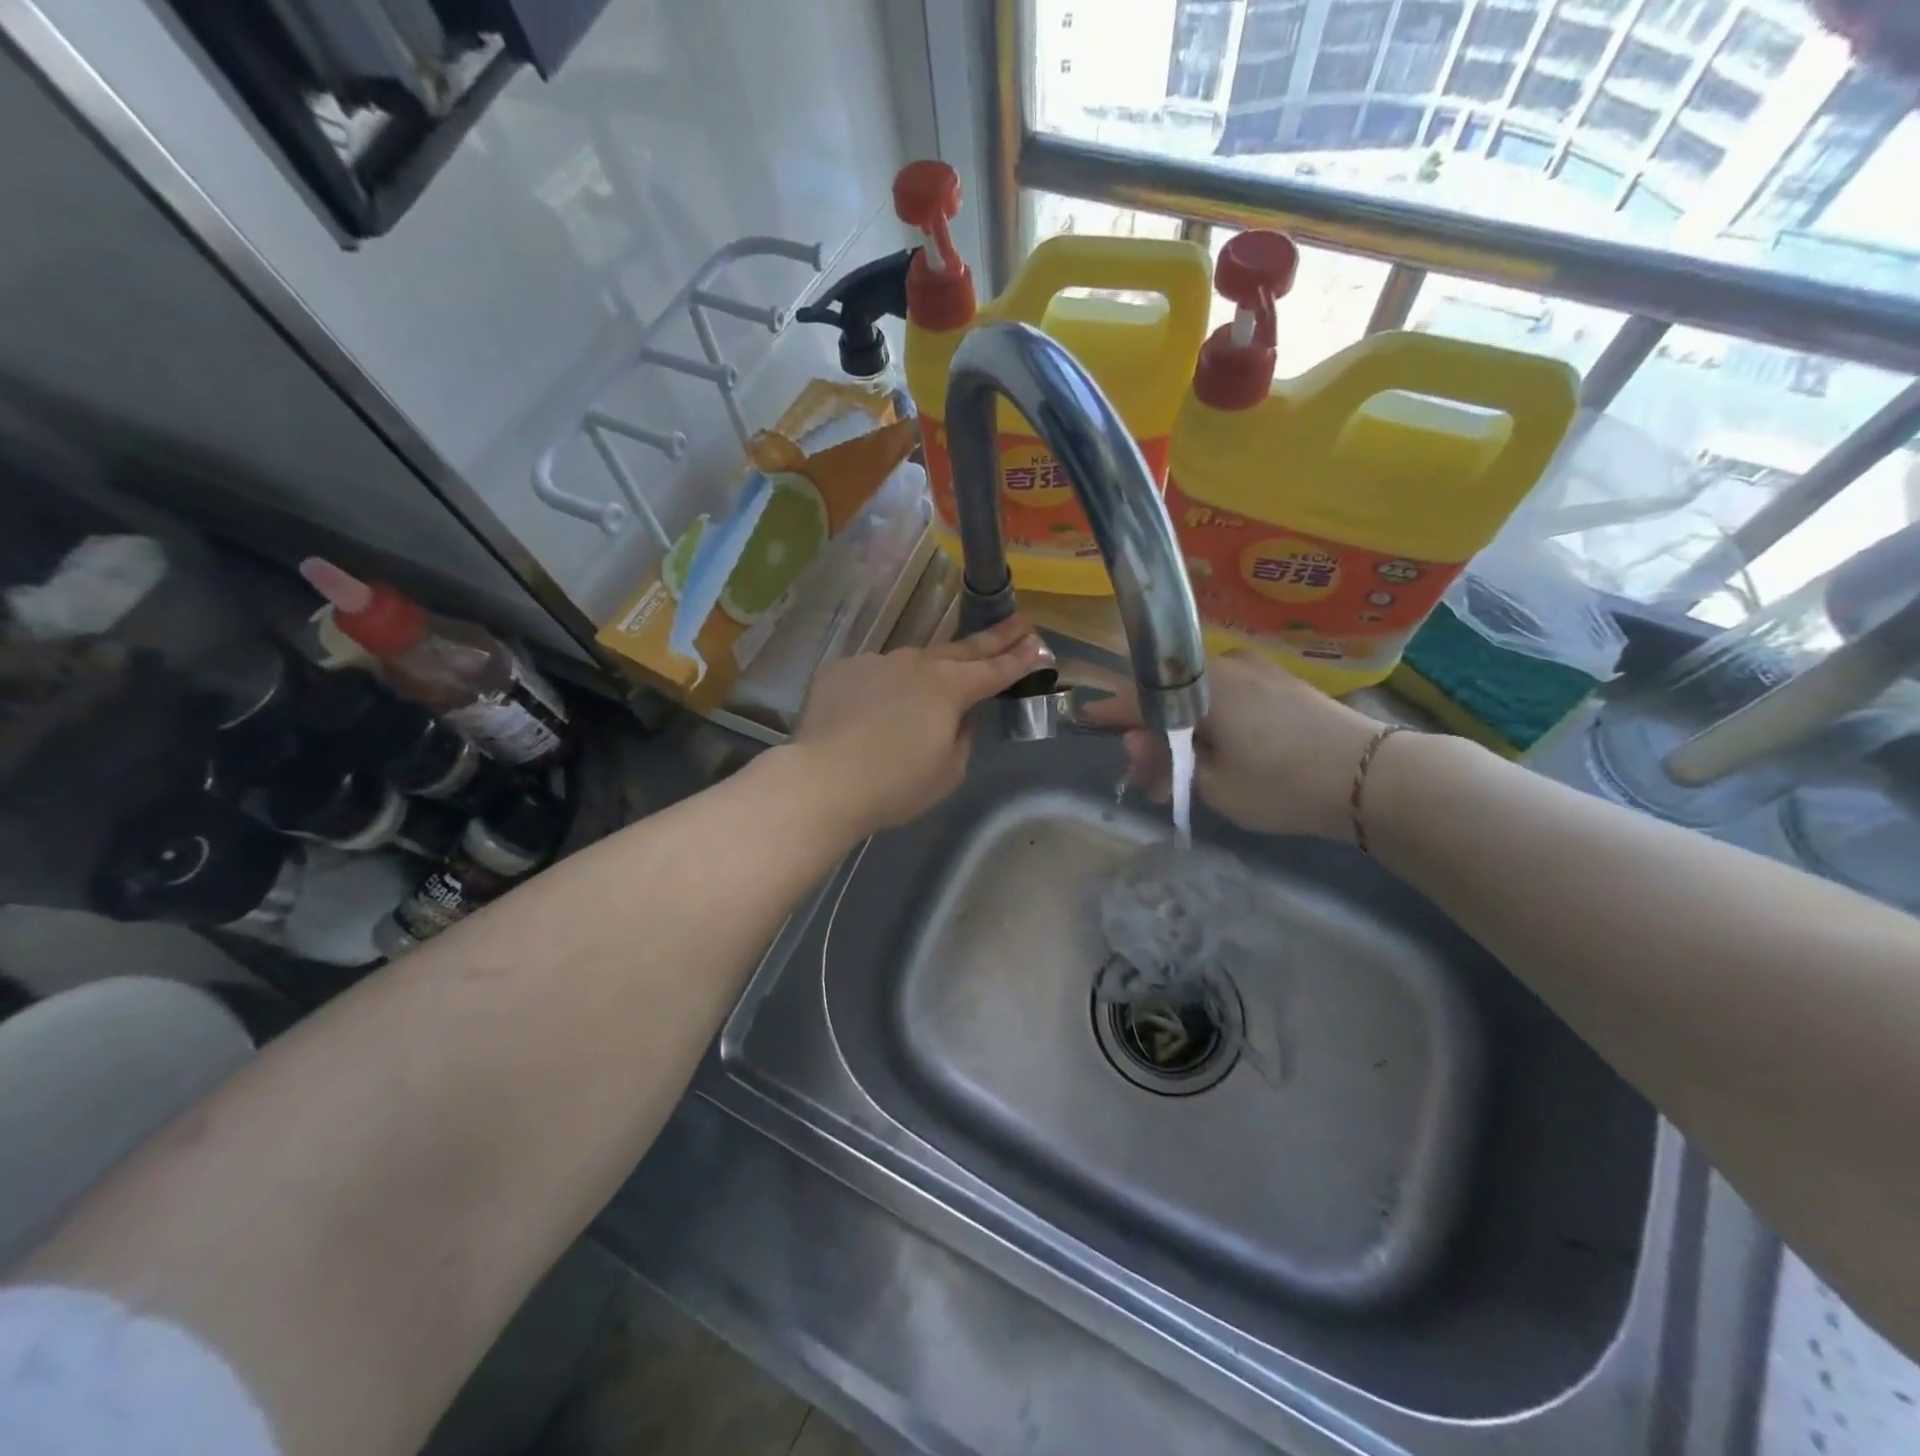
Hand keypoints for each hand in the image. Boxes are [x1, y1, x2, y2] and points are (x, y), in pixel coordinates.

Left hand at [791, 616, 1045, 835]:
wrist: (823, 780)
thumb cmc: (895, 785)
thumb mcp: (948, 772)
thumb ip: (961, 737)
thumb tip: (957, 718)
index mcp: (949, 688)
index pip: (994, 670)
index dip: (1018, 659)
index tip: (1038, 644)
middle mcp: (915, 663)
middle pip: (961, 649)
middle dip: (993, 639)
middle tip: (1018, 622)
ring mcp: (875, 662)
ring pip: (911, 663)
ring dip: (927, 671)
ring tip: (928, 690)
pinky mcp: (841, 670)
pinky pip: (872, 676)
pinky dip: (880, 689)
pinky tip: (871, 713)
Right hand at [1081, 650, 1385, 839]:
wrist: (1375, 777)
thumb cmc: (1283, 782)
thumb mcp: (1212, 785)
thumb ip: (1166, 762)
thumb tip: (1138, 743)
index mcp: (1201, 684)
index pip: (1138, 695)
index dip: (1110, 712)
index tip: (1085, 719)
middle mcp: (1224, 666)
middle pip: (1167, 698)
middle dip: (1150, 737)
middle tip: (1147, 780)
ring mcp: (1256, 672)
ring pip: (1196, 700)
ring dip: (1179, 735)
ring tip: (1178, 780)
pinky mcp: (1279, 685)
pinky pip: (1226, 699)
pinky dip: (1208, 726)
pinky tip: (1210, 757)